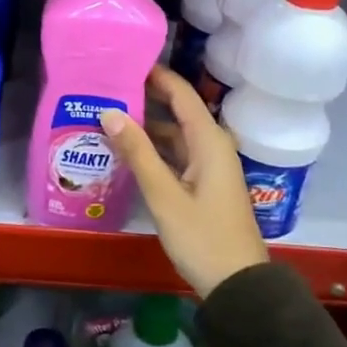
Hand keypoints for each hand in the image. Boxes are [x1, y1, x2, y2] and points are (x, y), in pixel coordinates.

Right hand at [99, 66, 268, 297]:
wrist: (238, 285)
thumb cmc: (203, 237)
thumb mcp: (164, 195)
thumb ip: (137, 152)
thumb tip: (109, 112)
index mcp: (209, 141)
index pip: (181, 94)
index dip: (156, 75)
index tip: (125, 61)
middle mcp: (213, 146)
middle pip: (178, 111)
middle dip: (146, 97)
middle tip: (108, 87)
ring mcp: (209, 166)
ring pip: (176, 134)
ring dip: (147, 125)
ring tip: (109, 115)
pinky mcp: (204, 184)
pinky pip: (177, 154)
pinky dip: (154, 148)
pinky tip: (127, 150)